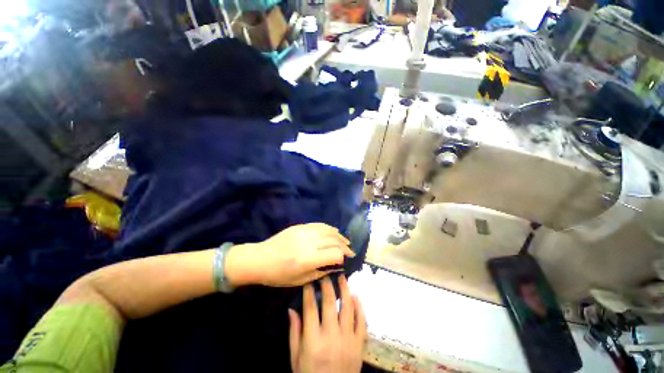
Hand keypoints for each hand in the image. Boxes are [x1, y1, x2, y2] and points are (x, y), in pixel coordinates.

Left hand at [226, 223, 354, 286]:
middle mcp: (309, 243)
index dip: (343, 256)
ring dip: (339, 235)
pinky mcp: (300, 226)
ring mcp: (304, 232)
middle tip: (350, 251)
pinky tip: (334, 231)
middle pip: (334, 240)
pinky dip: (329, 228)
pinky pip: (319, 225)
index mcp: (308, 259)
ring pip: (328, 230)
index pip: (335, 254)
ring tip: (345, 241)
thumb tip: (335, 265)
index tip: (347, 259)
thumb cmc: (278, 275)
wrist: (260, 259)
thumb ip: (320, 272)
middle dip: (345, 245)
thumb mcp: (300, 281)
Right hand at [288, 275, 366, 372]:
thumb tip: (291, 309)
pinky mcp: (360, 344)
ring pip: (348, 308)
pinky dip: (360, 307)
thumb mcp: (296, 358)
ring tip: (342, 277)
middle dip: (327, 285)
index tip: (309, 279)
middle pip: (330, 303)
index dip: (309, 291)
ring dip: (345, 290)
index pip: (311, 308)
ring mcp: (348, 340)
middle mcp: (332, 336)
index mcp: (313, 341)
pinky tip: (356, 296)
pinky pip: (362, 322)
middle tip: (326, 273)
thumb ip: (294, 332)